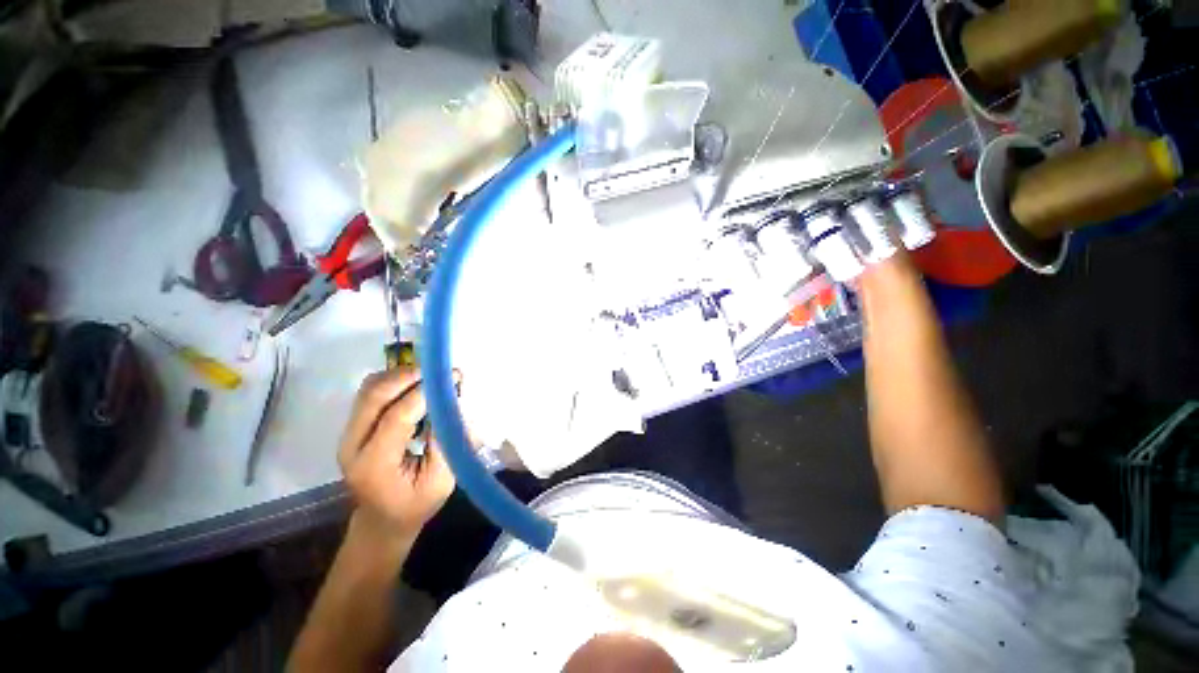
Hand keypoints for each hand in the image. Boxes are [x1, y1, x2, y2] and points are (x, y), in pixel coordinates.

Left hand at [337, 367, 455, 541]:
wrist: (382, 519)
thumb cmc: (415, 504)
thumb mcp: (441, 481)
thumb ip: (447, 443)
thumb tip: (455, 404)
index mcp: (374, 465)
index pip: (397, 417)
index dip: (425, 393)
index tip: (454, 378)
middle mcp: (353, 446)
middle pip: (374, 396)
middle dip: (408, 376)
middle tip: (440, 371)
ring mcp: (348, 435)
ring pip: (368, 390)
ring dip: (399, 376)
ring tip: (429, 376)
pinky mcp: (353, 427)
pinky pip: (369, 393)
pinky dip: (393, 382)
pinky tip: (414, 385)